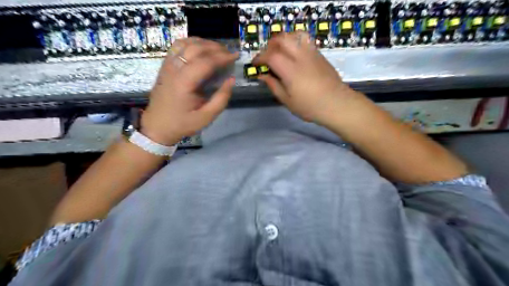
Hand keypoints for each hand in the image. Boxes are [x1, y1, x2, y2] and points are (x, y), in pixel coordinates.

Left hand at [140, 38, 237, 144]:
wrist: (157, 126)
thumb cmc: (183, 123)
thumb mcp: (206, 117)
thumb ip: (221, 98)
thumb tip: (231, 79)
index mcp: (184, 83)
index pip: (205, 62)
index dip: (222, 57)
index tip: (235, 57)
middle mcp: (174, 70)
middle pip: (195, 48)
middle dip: (215, 47)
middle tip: (229, 53)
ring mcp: (167, 65)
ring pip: (185, 43)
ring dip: (204, 43)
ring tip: (217, 49)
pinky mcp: (165, 65)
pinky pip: (177, 46)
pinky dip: (192, 43)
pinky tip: (201, 49)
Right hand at [253, 33, 356, 123]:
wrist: (336, 103)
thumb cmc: (310, 106)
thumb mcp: (287, 100)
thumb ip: (273, 86)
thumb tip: (262, 76)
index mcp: (291, 71)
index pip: (271, 56)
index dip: (260, 58)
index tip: (255, 64)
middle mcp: (300, 57)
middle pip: (282, 39)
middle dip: (270, 45)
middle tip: (267, 57)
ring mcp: (312, 53)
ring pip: (294, 35)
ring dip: (283, 40)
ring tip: (280, 51)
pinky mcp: (319, 54)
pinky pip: (305, 40)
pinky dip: (295, 42)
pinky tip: (293, 54)